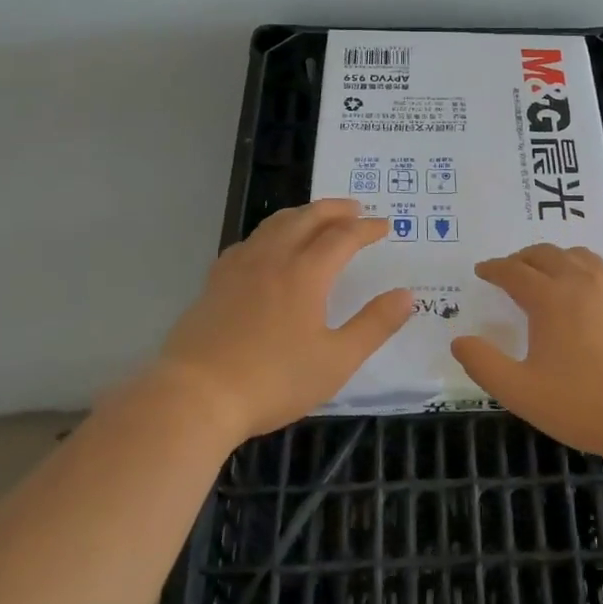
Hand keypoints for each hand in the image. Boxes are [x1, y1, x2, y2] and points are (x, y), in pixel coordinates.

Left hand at [155, 199, 412, 442]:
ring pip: (276, 223)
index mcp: (306, 273)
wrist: (196, 396)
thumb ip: (374, 325)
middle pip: (308, 217)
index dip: (366, 228)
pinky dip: (272, 232)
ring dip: (303, 213)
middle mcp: (273, 258)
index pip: (343, 237)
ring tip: (317, 216)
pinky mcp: (215, 281)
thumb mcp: (336, 360)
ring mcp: (240, 266)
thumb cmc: (273, 380)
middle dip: (335, 209)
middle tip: (355, 207)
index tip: (385, 225)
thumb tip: (406, 295)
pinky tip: (269, 246)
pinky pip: (250, 241)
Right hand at [450, 244, 602, 460]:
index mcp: (549, 299)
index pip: (514, 272)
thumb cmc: (582, 405)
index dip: (494, 269)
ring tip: (551, 272)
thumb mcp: (520, 392)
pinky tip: (601, 284)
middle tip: (511, 270)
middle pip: (546, 255)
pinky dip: (600, 271)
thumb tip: (459, 341)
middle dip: (523, 258)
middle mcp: (582, 281)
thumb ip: (484, 364)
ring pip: (582, 256)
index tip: (482, 271)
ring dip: (559, 258)